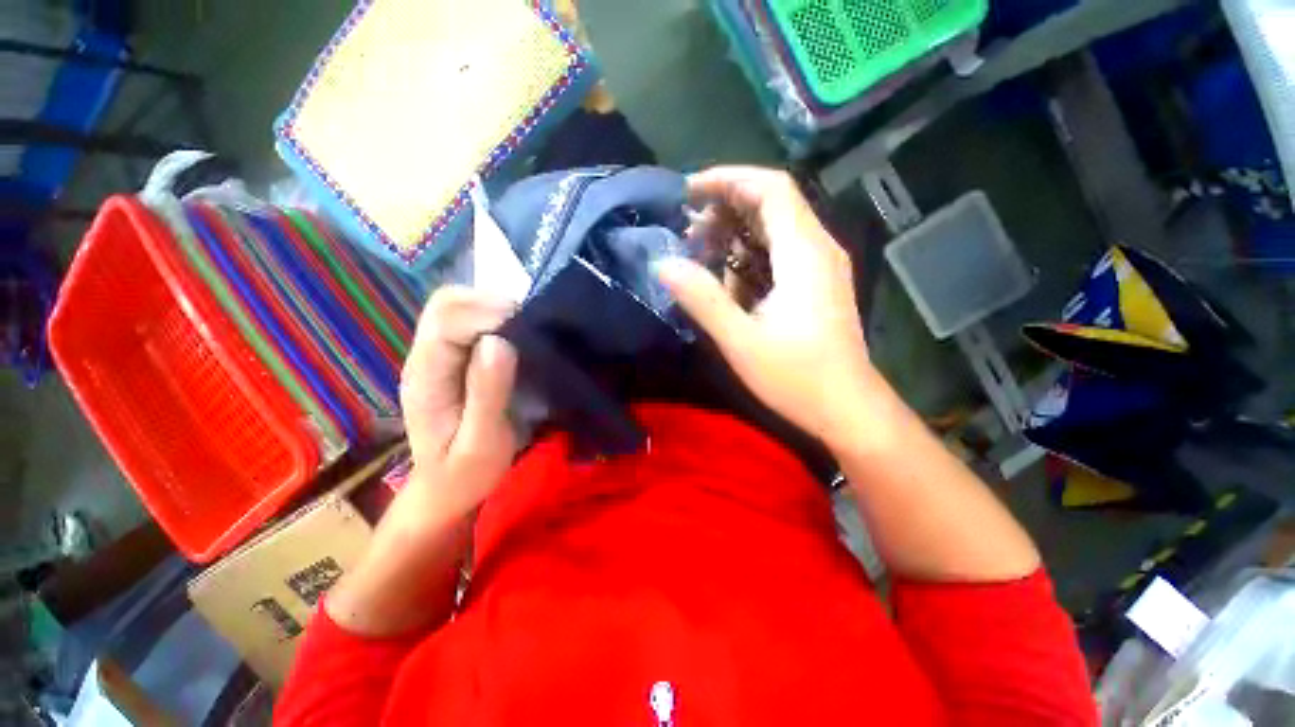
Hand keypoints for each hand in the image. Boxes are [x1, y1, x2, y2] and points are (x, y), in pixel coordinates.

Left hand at [398, 286, 518, 521]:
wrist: (447, 489)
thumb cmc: (466, 473)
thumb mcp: (483, 441)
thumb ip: (488, 393)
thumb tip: (499, 341)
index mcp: (426, 378)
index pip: (446, 322)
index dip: (486, 314)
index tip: (525, 325)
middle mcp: (425, 358)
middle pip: (445, 304)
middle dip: (488, 302)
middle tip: (528, 321)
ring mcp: (436, 356)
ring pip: (456, 307)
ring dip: (492, 307)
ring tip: (526, 325)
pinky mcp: (452, 359)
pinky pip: (469, 322)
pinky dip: (494, 318)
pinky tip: (516, 333)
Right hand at [655, 166, 879, 445]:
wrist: (848, 409)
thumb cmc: (797, 378)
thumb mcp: (741, 341)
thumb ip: (703, 300)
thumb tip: (664, 264)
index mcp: (804, 253)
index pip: (771, 188)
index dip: (728, 179)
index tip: (689, 192)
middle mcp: (818, 249)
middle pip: (773, 203)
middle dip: (726, 206)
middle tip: (687, 230)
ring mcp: (821, 267)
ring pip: (776, 228)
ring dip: (735, 232)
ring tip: (700, 252)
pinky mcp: (817, 285)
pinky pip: (780, 252)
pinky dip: (749, 254)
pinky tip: (727, 278)